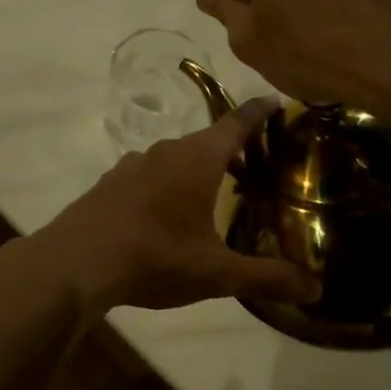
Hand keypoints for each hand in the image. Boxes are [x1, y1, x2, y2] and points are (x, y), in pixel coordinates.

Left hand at [27, 100, 320, 315]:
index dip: (258, 112)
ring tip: (212, 192)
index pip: (235, 124)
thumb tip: (315, 289)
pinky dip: (166, 183)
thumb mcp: (215, 273)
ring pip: (174, 157)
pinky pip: (148, 174)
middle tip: (254, 163)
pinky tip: (164, 213)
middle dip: (231, 147)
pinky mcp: (109, 184)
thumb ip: (265, 278)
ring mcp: (131, 166)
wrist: (74, 263)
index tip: (276, 100)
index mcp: (196, 160)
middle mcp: (164, 152)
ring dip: (197, 167)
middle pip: (206, 140)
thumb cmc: (153, 258)